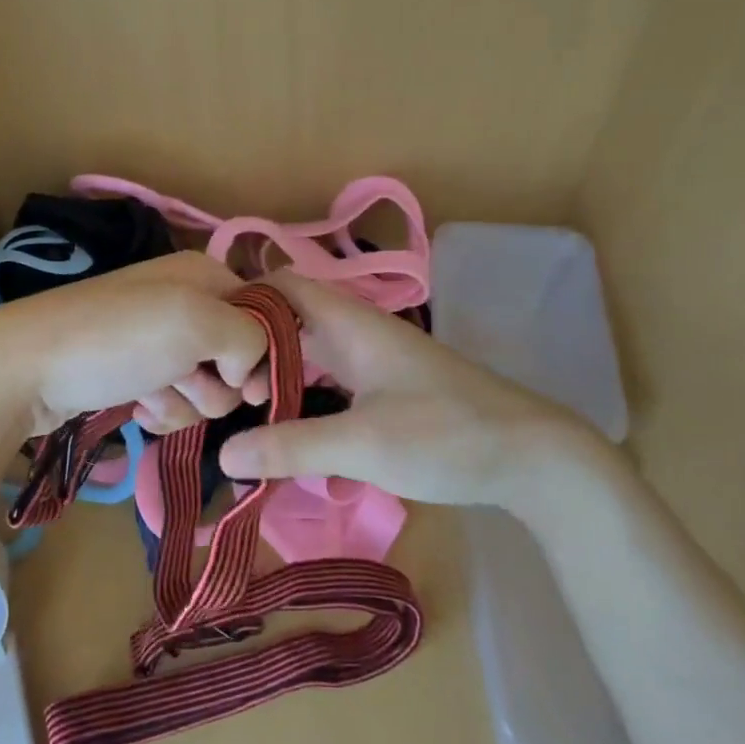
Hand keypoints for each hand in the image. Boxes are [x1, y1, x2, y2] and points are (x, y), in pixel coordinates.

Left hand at [0, 252, 269, 435]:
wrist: (24, 369)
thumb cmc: (115, 338)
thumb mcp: (195, 322)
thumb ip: (249, 337)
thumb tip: (248, 368)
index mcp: (203, 275)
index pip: (264, 313)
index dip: (263, 351)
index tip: (244, 382)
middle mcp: (183, 302)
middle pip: (236, 356)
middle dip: (216, 382)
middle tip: (184, 380)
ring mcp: (155, 339)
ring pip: (206, 386)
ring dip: (186, 400)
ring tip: (150, 395)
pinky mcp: (133, 372)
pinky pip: (173, 400)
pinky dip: (161, 409)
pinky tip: (137, 407)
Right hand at [216, 270, 627, 525]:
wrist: (534, 458)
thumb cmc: (445, 435)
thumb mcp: (362, 444)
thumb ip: (291, 447)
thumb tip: (224, 453)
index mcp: (350, 324)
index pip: (284, 286)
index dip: (244, 301)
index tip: (210, 341)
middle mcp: (359, 334)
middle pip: (292, 324)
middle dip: (254, 351)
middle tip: (219, 391)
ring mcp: (376, 364)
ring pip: (312, 357)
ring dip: (279, 380)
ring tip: (243, 415)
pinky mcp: (389, 392)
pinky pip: (332, 385)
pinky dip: (306, 402)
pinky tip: (290, 437)